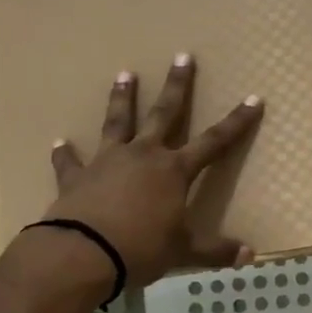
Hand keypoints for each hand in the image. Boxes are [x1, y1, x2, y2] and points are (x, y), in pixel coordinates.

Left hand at [38, 54, 263, 289]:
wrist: (82, 254)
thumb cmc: (141, 249)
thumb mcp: (184, 252)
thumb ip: (216, 251)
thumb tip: (251, 256)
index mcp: (174, 171)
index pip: (214, 142)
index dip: (236, 121)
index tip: (253, 98)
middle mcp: (144, 156)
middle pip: (164, 113)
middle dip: (177, 86)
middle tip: (181, 56)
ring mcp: (108, 162)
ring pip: (117, 122)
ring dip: (121, 98)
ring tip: (124, 74)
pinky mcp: (77, 177)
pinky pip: (70, 162)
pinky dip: (65, 153)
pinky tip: (59, 142)